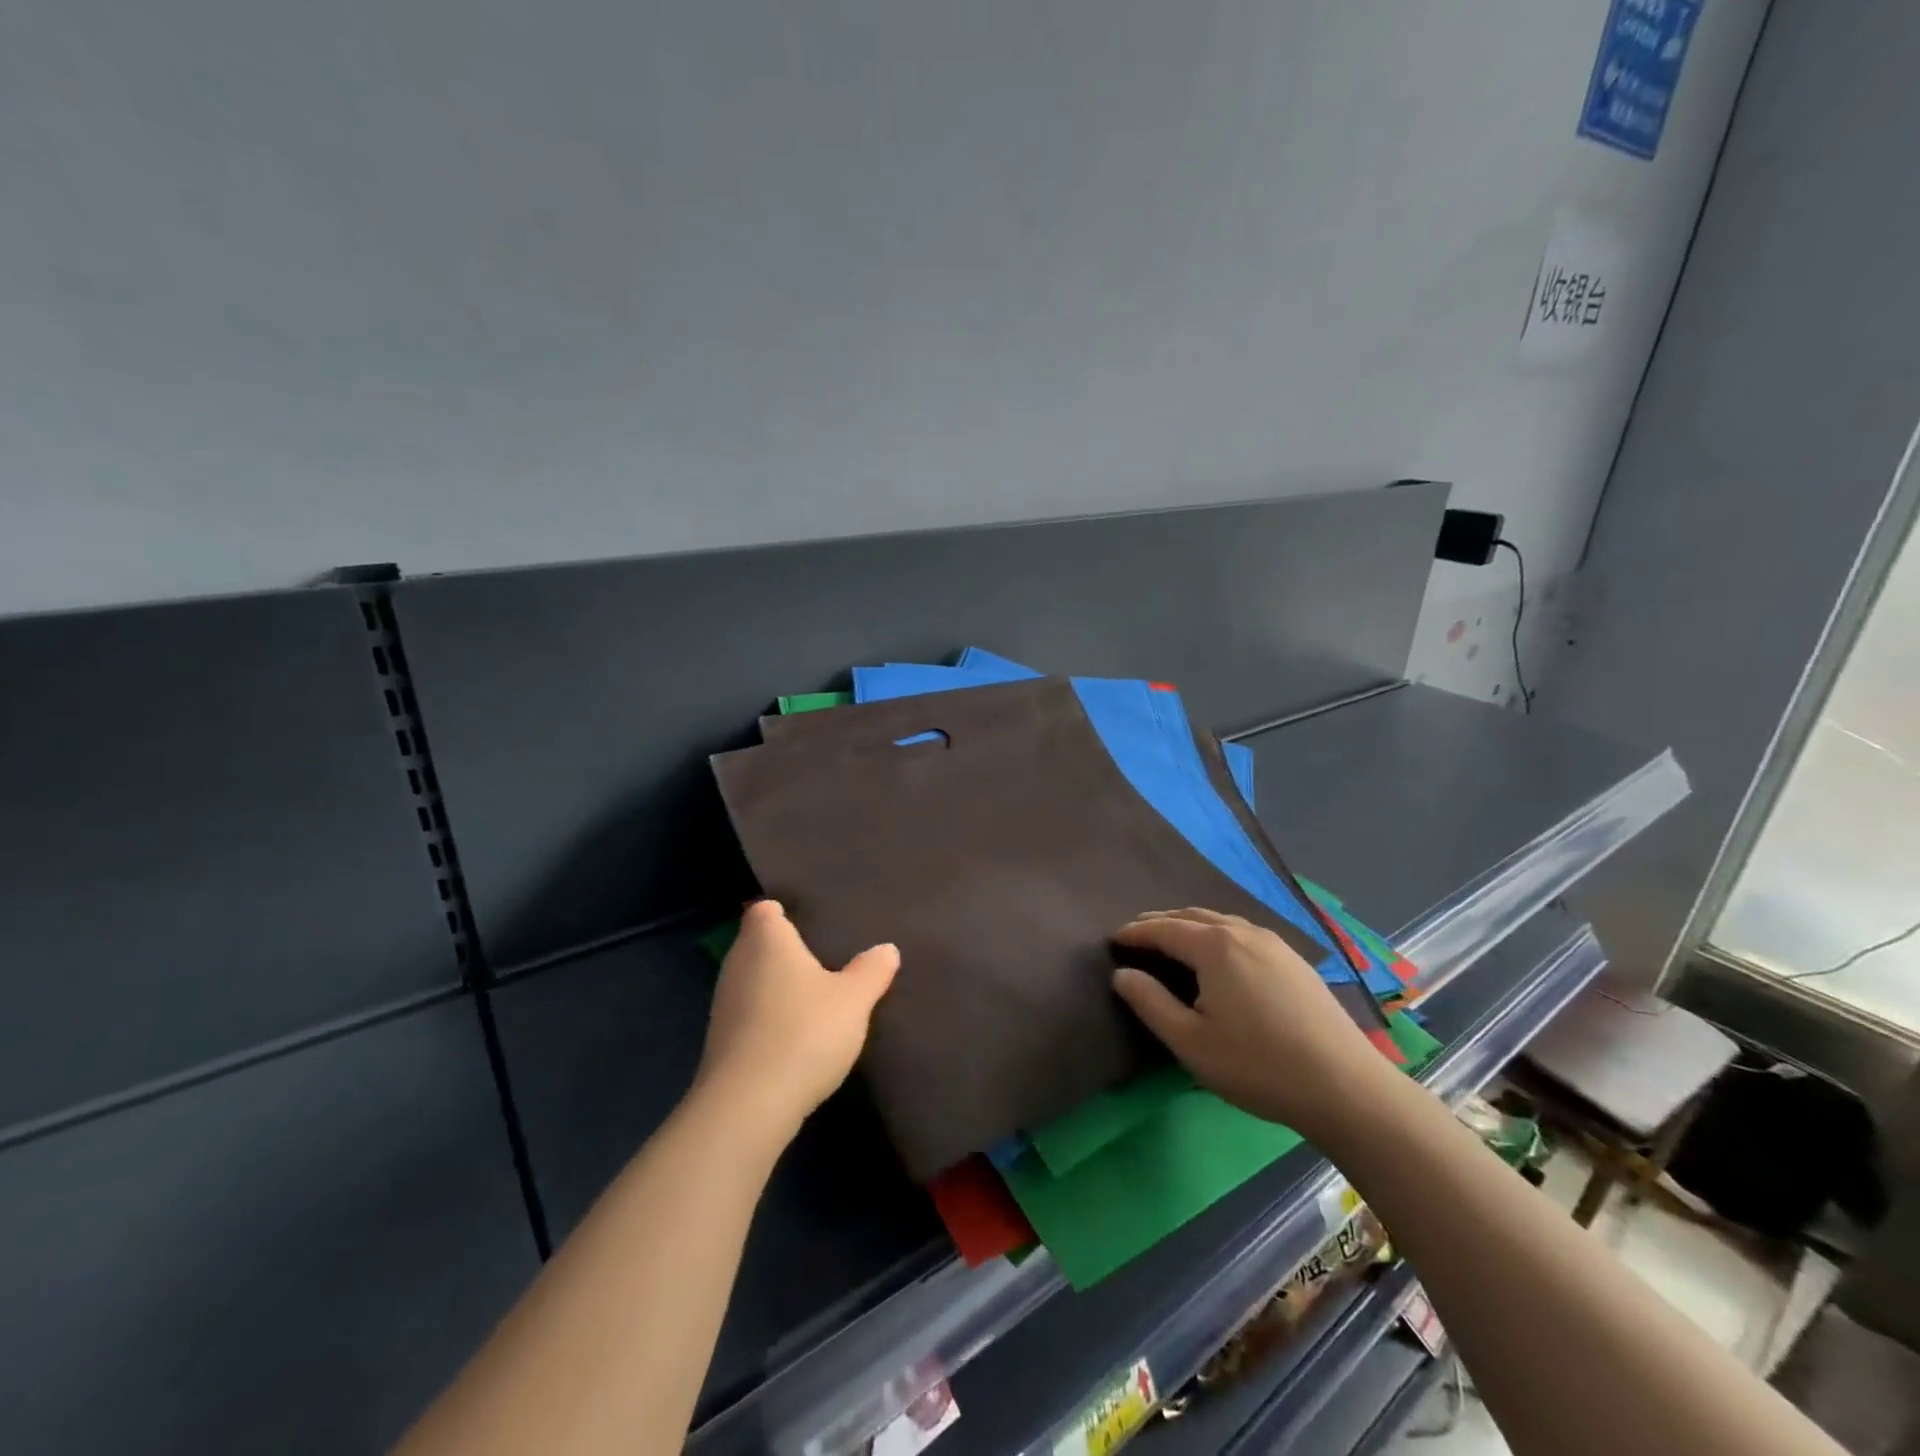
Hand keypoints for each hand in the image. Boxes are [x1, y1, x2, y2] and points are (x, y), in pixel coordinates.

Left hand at [696, 900, 898, 1135]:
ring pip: (753, 980)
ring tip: (814, 998)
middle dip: (785, 951)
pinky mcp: (720, 1041)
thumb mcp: (854, 1000)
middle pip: (758, 944)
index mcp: (767, 940)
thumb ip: (872, 971)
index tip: (810, 924)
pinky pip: (748, 1015)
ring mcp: (724, 1003)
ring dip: (776, 987)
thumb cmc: (804, 1031)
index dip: (784, 913)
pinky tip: (795, 1036)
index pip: (765, 910)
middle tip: (824, 960)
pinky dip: (767, 1018)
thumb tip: (886, 950)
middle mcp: (737, 962)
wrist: (748, 1105)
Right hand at [1111, 908, 1397, 1143]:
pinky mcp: (1295, 960)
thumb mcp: (1191, 1042)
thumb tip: (1122, 974)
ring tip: (1172, 940)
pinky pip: (1243, 932)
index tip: (1112, 939)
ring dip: (1190, 925)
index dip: (1135, 932)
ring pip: (1221, 921)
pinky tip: (1220, 954)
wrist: (1345, 1087)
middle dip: (1160, 922)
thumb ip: (1150, 1003)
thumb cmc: (1258, 1065)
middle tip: (1136, 934)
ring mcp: (1274, 943)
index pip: (1163, 929)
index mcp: (1215, 947)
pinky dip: (1217, 933)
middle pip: (1192, 916)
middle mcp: (1243, 933)